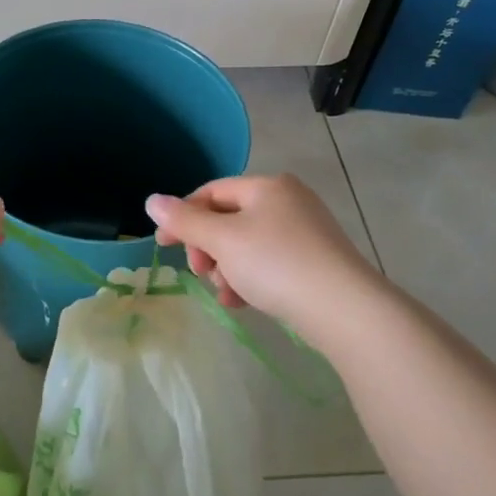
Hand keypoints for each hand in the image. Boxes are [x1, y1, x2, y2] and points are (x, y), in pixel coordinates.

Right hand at [146, 174, 380, 336]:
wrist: (344, 309)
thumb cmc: (276, 264)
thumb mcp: (223, 240)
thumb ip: (185, 220)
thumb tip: (152, 200)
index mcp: (267, 186)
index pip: (211, 192)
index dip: (183, 216)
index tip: (164, 245)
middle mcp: (288, 201)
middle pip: (228, 220)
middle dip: (208, 249)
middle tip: (201, 273)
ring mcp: (305, 232)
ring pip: (246, 246)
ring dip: (226, 269)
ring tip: (226, 295)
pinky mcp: (314, 262)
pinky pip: (268, 264)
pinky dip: (249, 280)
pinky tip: (243, 303)